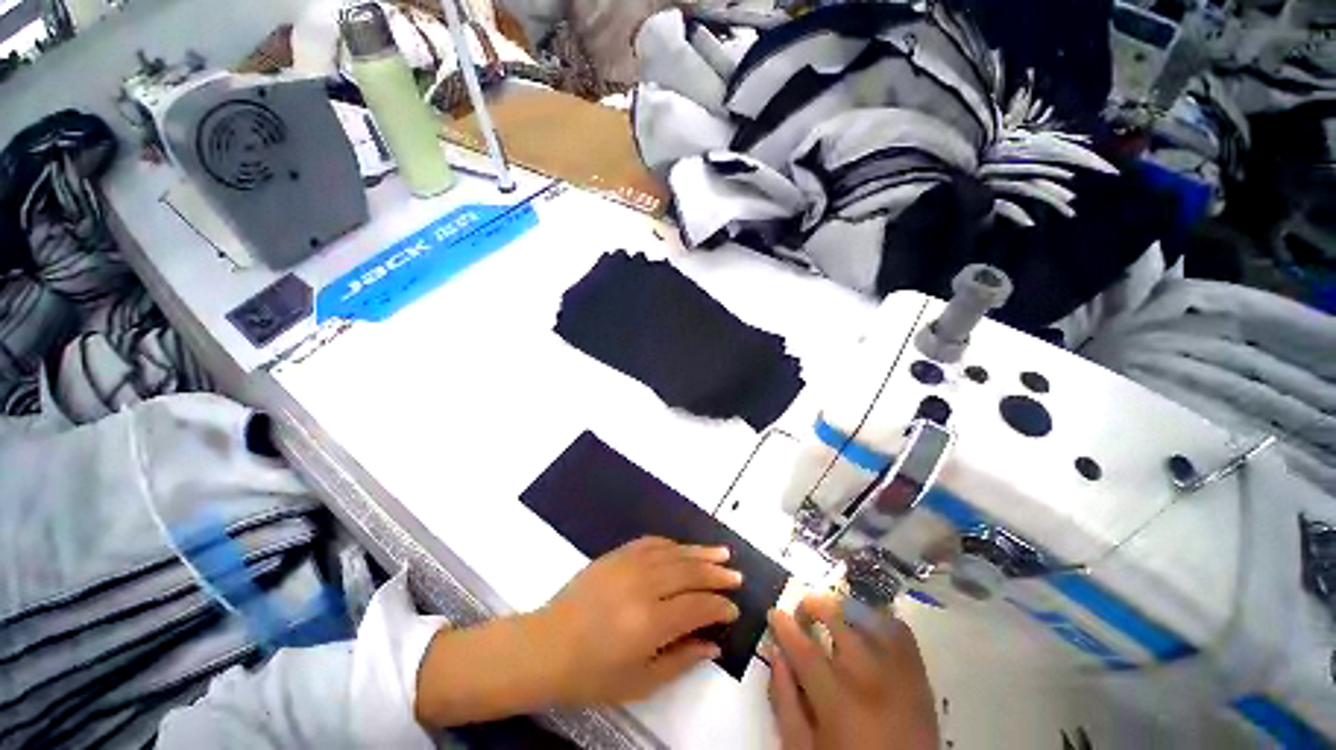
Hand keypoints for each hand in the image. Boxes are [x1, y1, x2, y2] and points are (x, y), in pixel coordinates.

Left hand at [534, 536, 743, 705]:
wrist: (546, 646)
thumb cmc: (592, 674)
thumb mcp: (640, 682)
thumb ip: (681, 660)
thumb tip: (713, 644)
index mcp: (650, 622)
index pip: (697, 606)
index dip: (719, 607)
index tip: (733, 609)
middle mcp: (643, 586)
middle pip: (690, 572)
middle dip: (717, 574)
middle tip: (736, 576)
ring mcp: (628, 564)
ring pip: (674, 552)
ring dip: (700, 552)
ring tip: (722, 552)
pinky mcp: (616, 554)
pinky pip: (651, 542)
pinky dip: (672, 544)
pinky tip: (683, 547)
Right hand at [767, 595, 937, 749]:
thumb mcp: (802, 749)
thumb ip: (785, 701)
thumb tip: (776, 654)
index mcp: (838, 701)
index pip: (803, 648)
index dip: (783, 626)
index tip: (773, 613)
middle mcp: (870, 678)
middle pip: (837, 619)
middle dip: (812, 606)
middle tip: (801, 616)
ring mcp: (899, 675)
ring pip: (869, 616)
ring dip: (843, 609)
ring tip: (831, 617)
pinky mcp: (920, 678)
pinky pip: (900, 631)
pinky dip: (878, 619)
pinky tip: (864, 629)